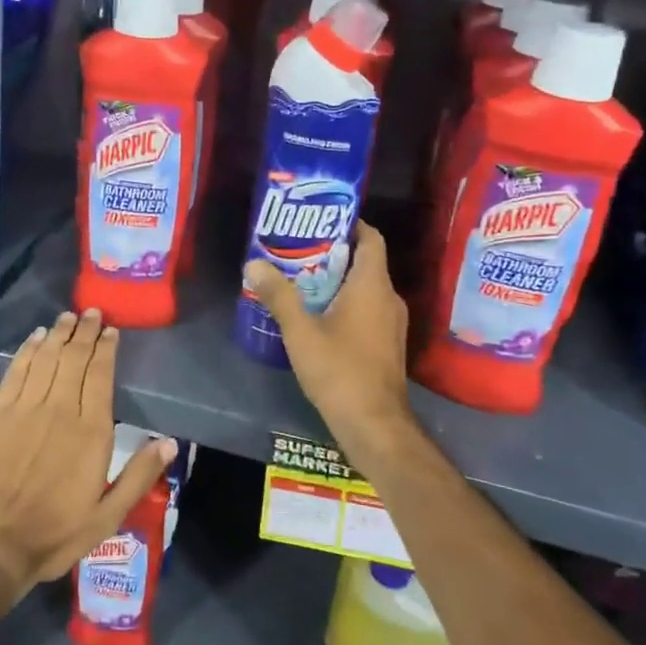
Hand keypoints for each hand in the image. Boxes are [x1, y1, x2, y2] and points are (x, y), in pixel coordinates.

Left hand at [0, 308, 176, 600]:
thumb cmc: (53, 534)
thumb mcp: (107, 517)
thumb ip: (139, 477)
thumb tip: (169, 442)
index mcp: (91, 432)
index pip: (101, 376)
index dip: (106, 349)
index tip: (111, 331)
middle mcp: (60, 410)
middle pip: (74, 359)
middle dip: (85, 332)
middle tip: (92, 313)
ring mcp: (25, 408)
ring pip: (46, 358)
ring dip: (59, 334)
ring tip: (67, 317)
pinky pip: (17, 371)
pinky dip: (28, 350)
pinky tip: (35, 338)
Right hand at [244, 220, 419, 474]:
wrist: (374, 425)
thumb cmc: (339, 371)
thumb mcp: (300, 331)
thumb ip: (278, 295)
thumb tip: (254, 263)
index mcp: (373, 286)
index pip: (371, 238)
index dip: (350, 224)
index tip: (319, 219)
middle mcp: (388, 298)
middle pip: (365, 261)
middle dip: (333, 252)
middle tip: (297, 249)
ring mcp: (391, 323)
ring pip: (365, 287)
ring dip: (337, 280)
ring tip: (300, 279)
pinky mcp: (387, 343)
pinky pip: (367, 308)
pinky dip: (345, 302)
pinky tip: (316, 314)